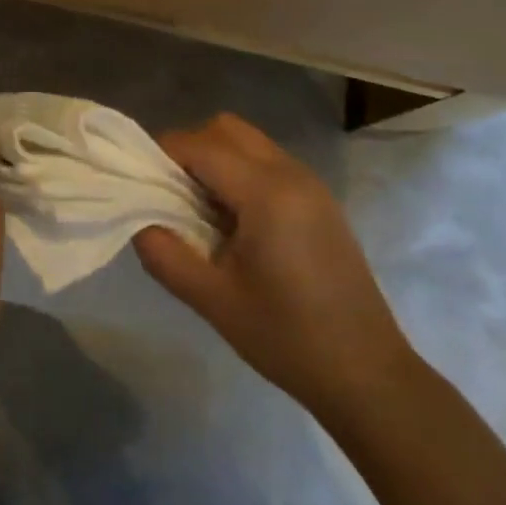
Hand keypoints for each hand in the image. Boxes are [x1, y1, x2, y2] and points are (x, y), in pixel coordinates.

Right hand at [134, 113, 416, 421]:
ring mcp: (310, 184)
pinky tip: (234, 221)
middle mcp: (290, 173)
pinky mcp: (320, 200)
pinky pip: (267, 161)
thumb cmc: (287, 338)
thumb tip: (138, 220)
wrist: (368, 375)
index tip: (140, 183)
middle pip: (225, 129)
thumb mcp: (212, 301)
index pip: (199, 145)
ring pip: (248, 141)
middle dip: (189, 150)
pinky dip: (240, 172)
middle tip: (170, 194)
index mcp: (266, 192)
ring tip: (200, 209)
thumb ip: (164, 253)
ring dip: (215, 159)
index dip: (162, 155)